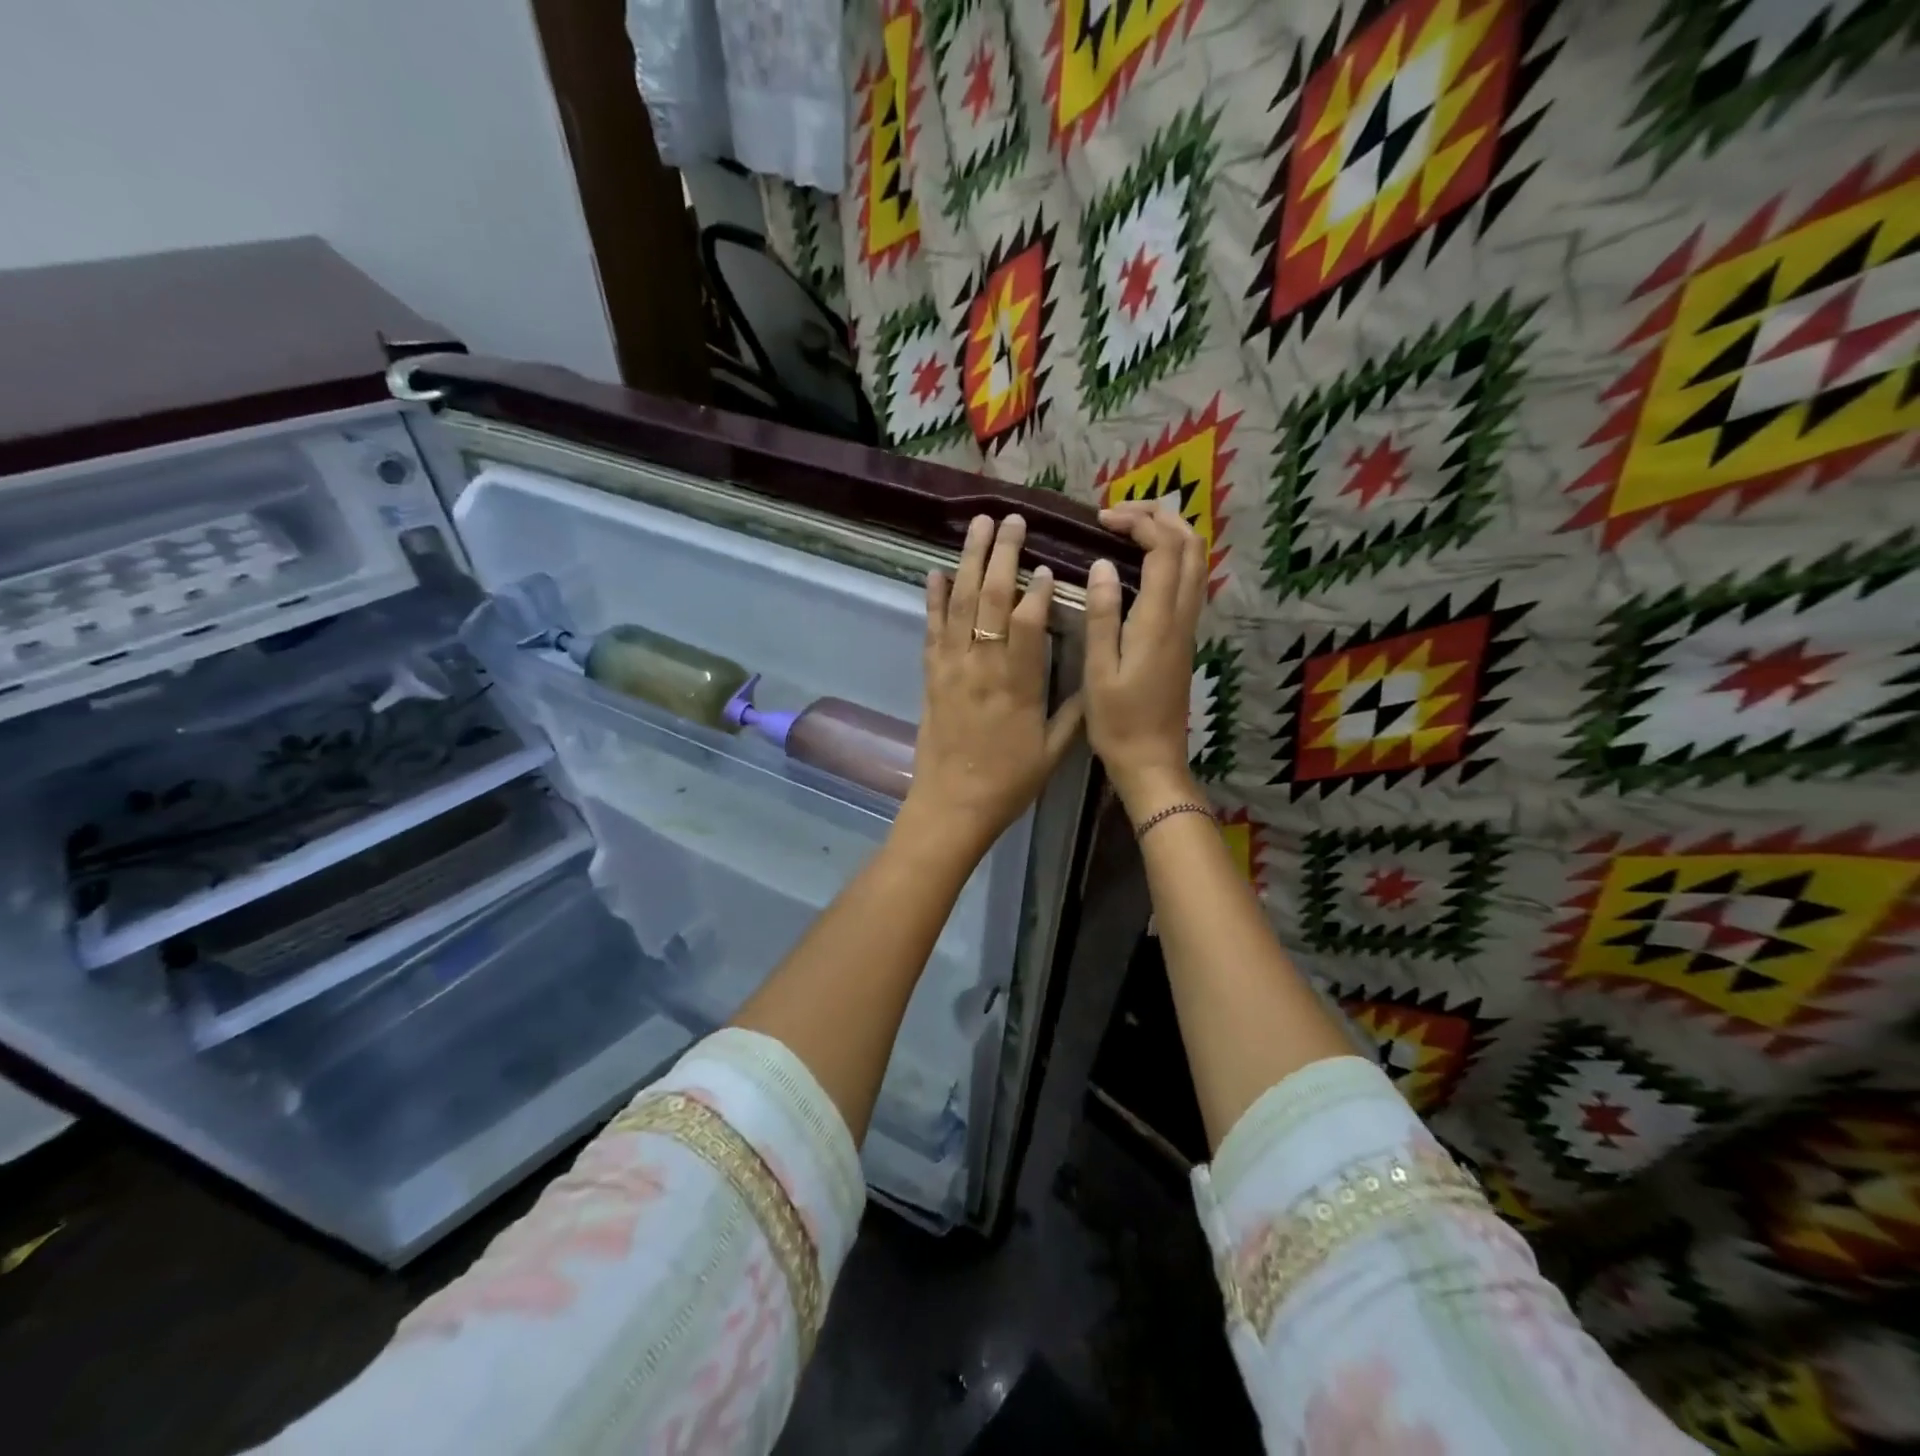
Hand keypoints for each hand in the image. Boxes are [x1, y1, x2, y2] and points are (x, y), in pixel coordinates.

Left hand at [900, 514, 1083, 858]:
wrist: (952, 806)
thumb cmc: (1008, 781)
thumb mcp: (1053, 750)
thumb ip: (1071, 710)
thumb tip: (1091, 675)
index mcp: (1018, 683)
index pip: (1028, 621)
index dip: (1037, 589)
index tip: (1046, 563)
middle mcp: (982, 666)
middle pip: (990, 599)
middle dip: (1001, 555)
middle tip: (1010, 520)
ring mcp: (951, 668)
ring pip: (959, 604)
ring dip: (967, 562)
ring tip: (976, 527)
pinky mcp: (931, 676)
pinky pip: (931, 630)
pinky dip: (933, 600)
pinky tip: (935, 574)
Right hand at [1084, 502, 1206, 815]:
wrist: (1153, 763)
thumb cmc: (1119, 723)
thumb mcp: (1099, 671)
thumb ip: (1103, 616)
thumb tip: (1104, 565)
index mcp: (1159, 621)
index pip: (1163, 548)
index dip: (1138, 522)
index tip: (1102, 520)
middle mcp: (1182, 617)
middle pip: (1190, 546)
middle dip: (1160, 516)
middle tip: (1119, 514)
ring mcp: (1188, 628)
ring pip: (1195, 562)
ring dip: (1169, 535)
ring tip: (1129, 531)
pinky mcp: (1184, 640)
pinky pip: (1188, 582)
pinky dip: (1170, 559)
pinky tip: (1140, 566)